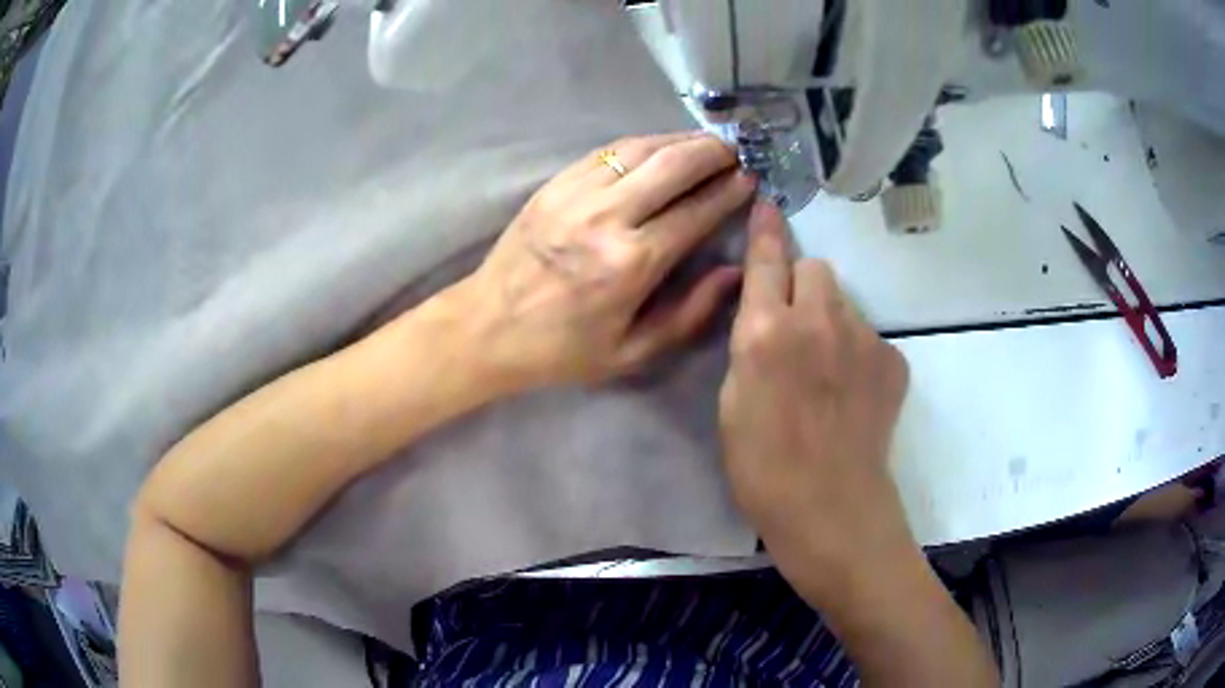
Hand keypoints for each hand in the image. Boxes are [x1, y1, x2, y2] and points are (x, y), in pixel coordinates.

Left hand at [453, 132, 755, 388]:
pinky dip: (640, 143)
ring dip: (678, 140)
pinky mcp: (554, 184)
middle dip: (711, 153)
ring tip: (704, 143)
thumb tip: (733, 272)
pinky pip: (606, 151)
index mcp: (632, 263)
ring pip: (640, 149)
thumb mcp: (632, 352)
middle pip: (673, 166)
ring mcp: (576, 194)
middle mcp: (608, 217)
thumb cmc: (562, 349)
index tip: (751, 179)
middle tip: (734, 152)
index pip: (696, 212)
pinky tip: (658, 146)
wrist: (487, 327)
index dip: (729, 192)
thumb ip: (689, 313)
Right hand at [719, 202, 912, 588]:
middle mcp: (818, 320)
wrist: (832, 509)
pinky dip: (857, 352)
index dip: (767, 229)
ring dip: (829, 318)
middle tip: (792, 326)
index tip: (768, 203)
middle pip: (815, 268)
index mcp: (766, 332)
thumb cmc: (763, 467)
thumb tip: (764, 317)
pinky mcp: (893, 360)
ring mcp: (863, 338)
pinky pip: (868, 336)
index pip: (768, 259)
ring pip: (843, 301)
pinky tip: (851, 393)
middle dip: (801, 284)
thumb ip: (749, 346)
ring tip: (825, 370)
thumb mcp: (732, 402)